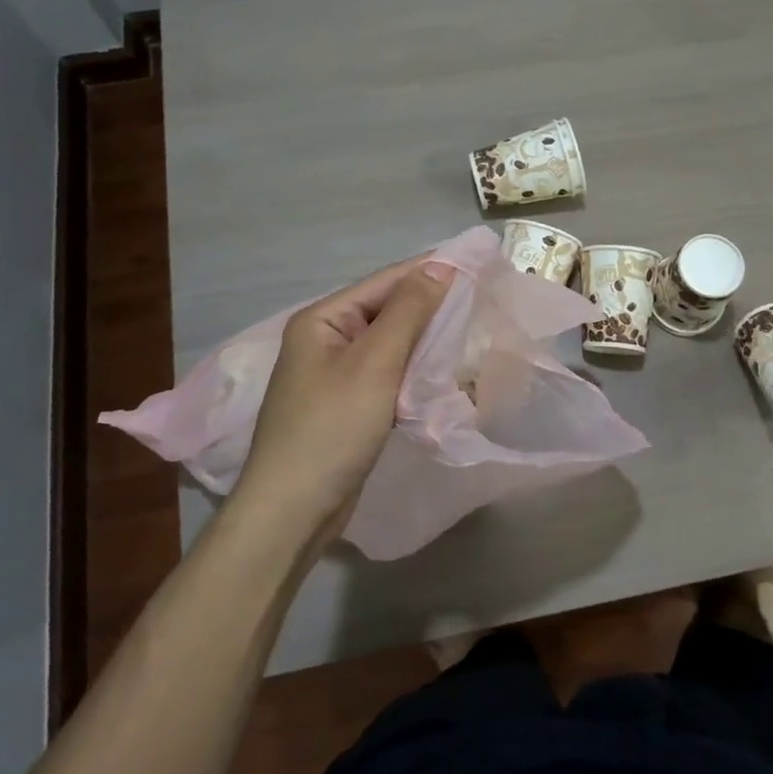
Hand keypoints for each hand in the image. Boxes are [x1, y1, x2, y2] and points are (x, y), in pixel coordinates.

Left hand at [230, 258, 455, 554]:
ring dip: (424, 340)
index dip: (429, 271)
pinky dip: (412, 370)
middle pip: (385, 311)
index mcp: (322, 320)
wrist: (292, 510)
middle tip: (480, 298)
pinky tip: (440, 372)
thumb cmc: (332, 428)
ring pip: (388, 345)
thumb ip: (407, 312)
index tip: (475, 263)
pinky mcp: (346, 406)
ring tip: (469, 330)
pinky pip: (386, 374)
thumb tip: (437, 266)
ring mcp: (333, 375)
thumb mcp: (374, 363)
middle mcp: (324, 340)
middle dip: (429, 306)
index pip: (384, 282)